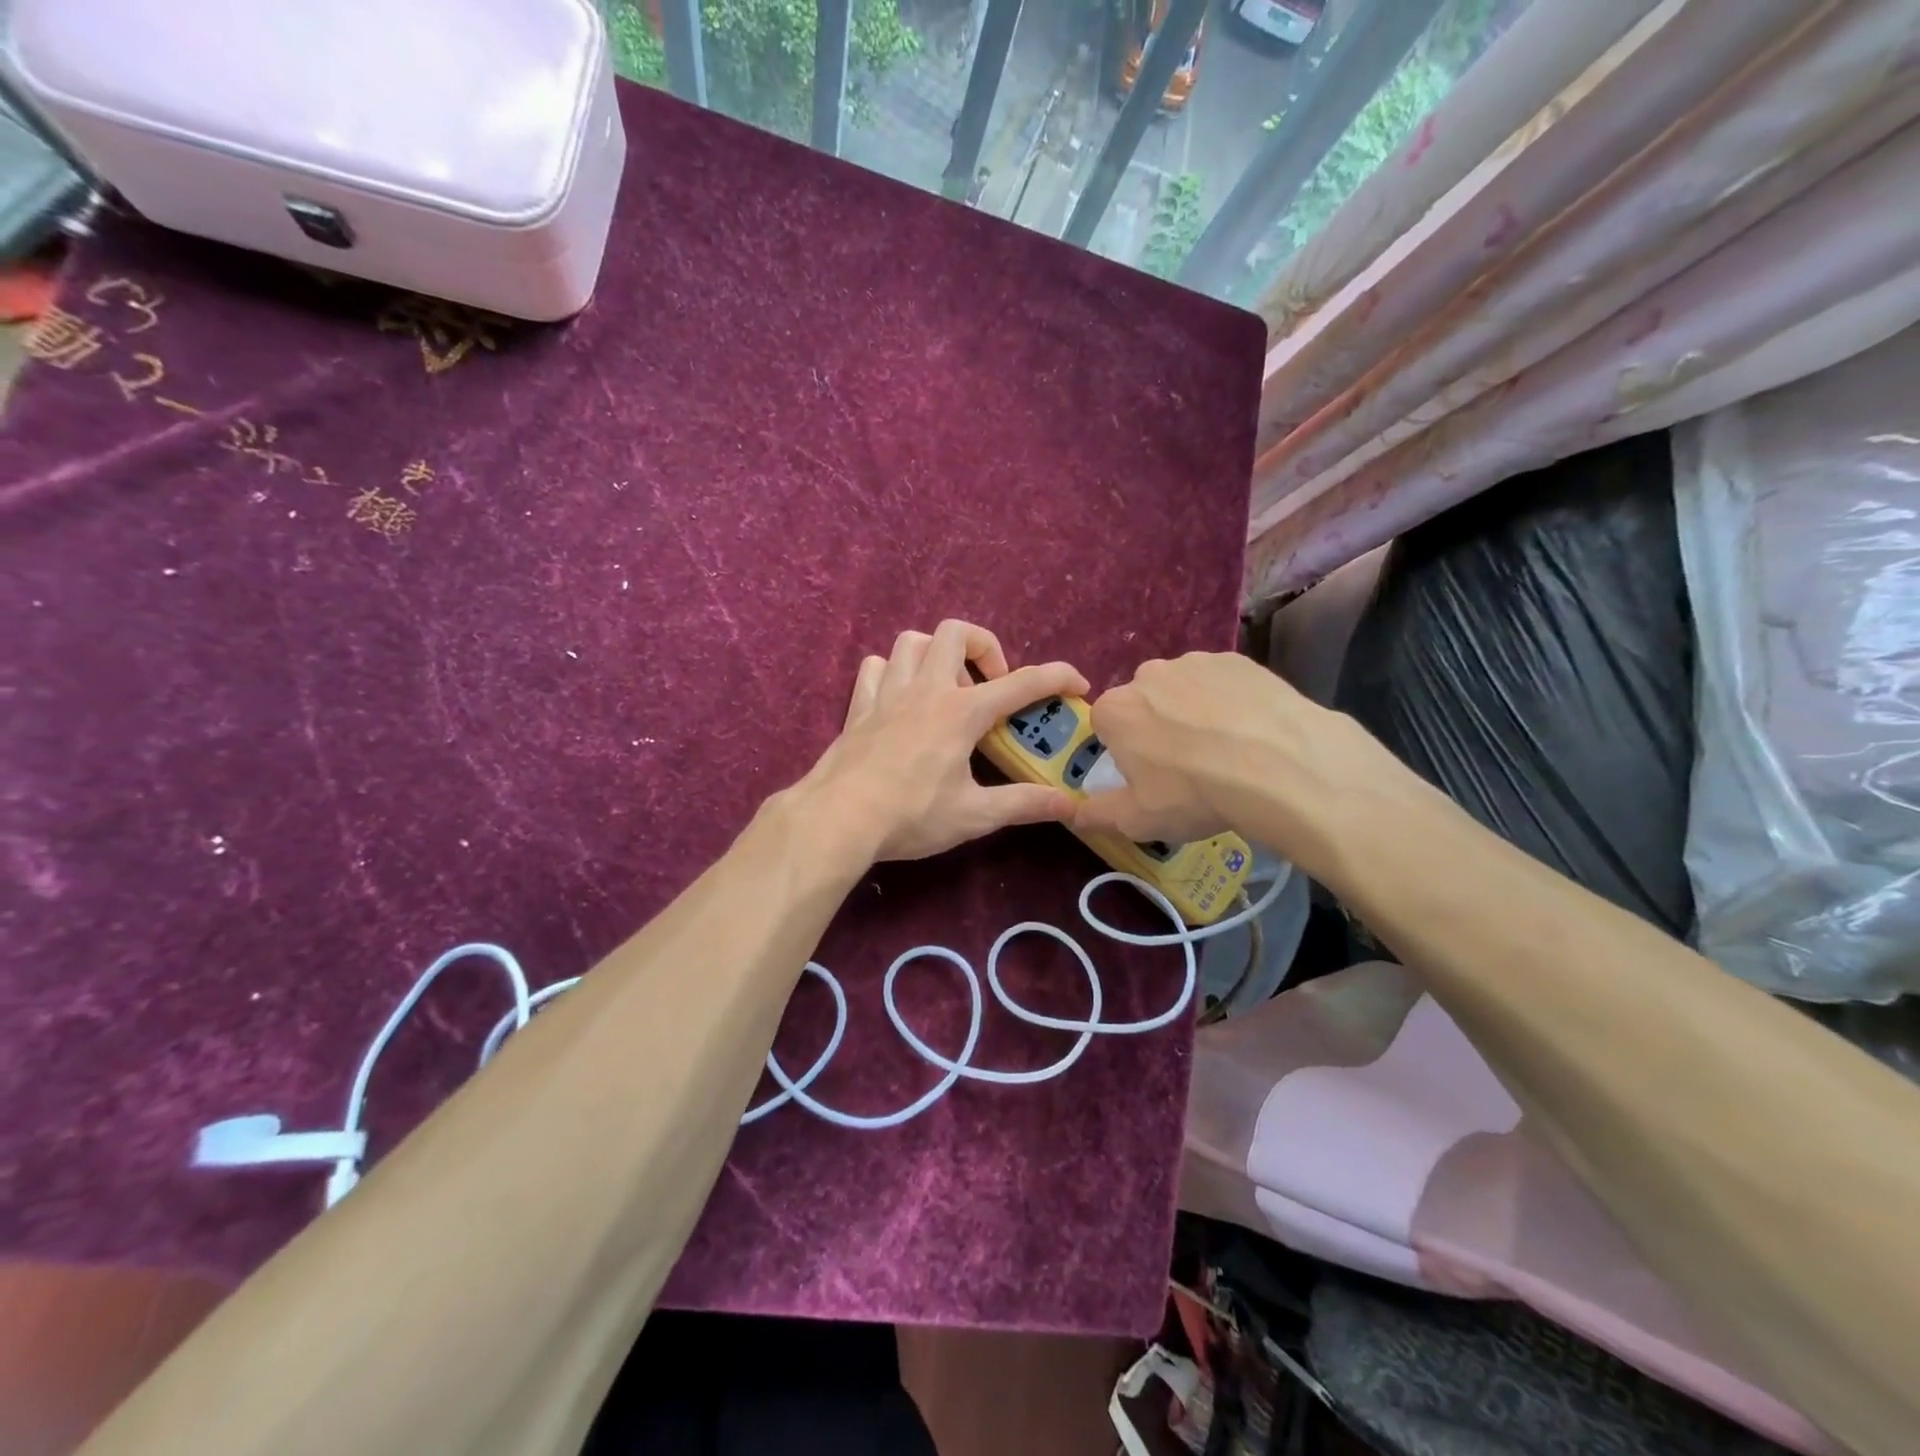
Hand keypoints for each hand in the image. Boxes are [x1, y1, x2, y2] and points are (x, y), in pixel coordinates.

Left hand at [799, 620, 1089, 863]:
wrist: (838, 818)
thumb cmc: (911, 815)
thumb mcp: (974, 815)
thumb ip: (1024, 804)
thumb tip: (1070, 805)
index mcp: (961, 712)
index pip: (1021, 683)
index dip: (1057, 677)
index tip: (1078, 684)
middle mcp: (926, 689)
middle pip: (956, 633)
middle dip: (984, 648)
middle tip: (991, 686)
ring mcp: (888, 693)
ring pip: (912, 641)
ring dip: (936, 654)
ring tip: (948, 689)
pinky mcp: (859, 707)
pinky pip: (876, 667)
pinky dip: (893, 672)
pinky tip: (902, 699)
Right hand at [1073, 651, 1415, 877]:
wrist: (1280, 766)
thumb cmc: (1194, 794)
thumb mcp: (1138, 820)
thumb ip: (1097, 815)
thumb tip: (1072, 814)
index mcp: (1116, 710)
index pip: (1106, 725)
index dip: (1125, 750)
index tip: (1148, 774)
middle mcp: (1147, 675)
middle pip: (1144, 702)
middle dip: (1157, 726)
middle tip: (1188, 765)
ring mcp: (1195, 662)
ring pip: (1184, 689)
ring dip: (1194, 712)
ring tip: (1227, 749)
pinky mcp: (1238, 660)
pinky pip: (1223, 682)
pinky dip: (1230, 701)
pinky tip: (1252, 730)